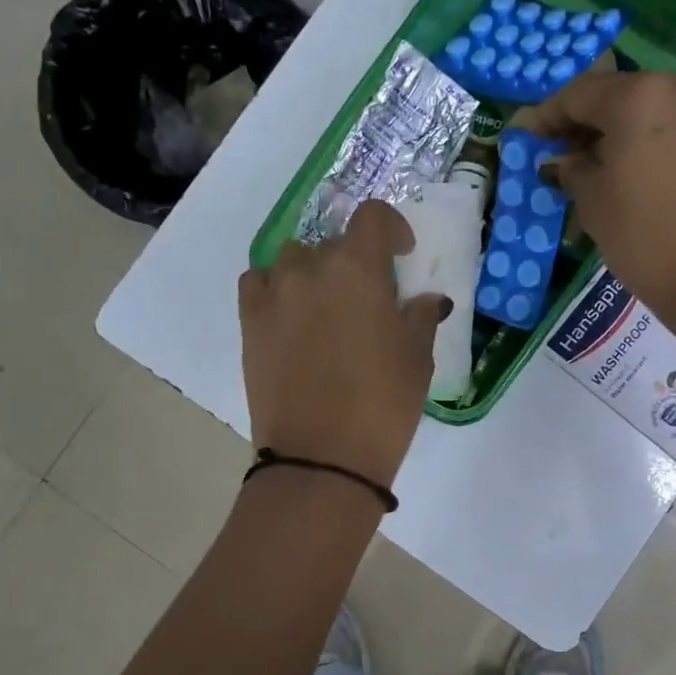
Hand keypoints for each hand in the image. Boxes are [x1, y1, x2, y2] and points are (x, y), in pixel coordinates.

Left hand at [238, 201, 447, 488]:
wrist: (321, 456)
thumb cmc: (382, 404)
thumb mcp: (417, 359)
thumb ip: (420, 317)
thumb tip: (426, 300)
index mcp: (358, 268)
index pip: (373, 217)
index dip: (391, 226)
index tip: (401, 252)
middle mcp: (311, 268)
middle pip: (334, 243)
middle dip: (355, 262)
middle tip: (368, 299)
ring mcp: (274, 294)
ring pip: (293, 260)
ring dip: (313, 272)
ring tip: (326, 306)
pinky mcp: (249, 323)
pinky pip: (259, 284)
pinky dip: (275, 289)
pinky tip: (290, 315)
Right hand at [525, 72, 675, 323]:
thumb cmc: (647, 239)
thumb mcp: (593, 205)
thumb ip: (573, 171)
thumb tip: (565, 161)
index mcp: (639, 96)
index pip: (579, 94)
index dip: (548, 116)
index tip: (529, 139)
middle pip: (622, 97)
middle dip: (589, 124)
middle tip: (565, 156)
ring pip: (656, 115)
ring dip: (624, 137)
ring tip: (604, 172)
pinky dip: (656, 150)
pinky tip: (646, 183)